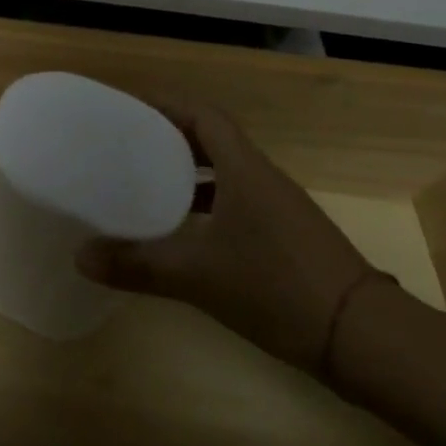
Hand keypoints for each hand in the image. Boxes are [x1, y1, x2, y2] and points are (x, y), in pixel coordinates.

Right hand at [76, 103, 382, 374]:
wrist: (364, 339)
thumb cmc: (278, 287)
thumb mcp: (198, 276)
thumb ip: (138, 265)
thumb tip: (81, 257)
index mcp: (245, 170)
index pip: (204, 116)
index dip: (167, 106)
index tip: (129, 109)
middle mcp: (263, 180)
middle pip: (212, 141)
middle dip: (169, 139)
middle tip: (126, 147)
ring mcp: (278, 210)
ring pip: (225, 175)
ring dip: (187, 176)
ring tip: (145, 187)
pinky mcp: (285, 238)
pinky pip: (236, 204)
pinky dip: (206, 208)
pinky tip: (183, 235)